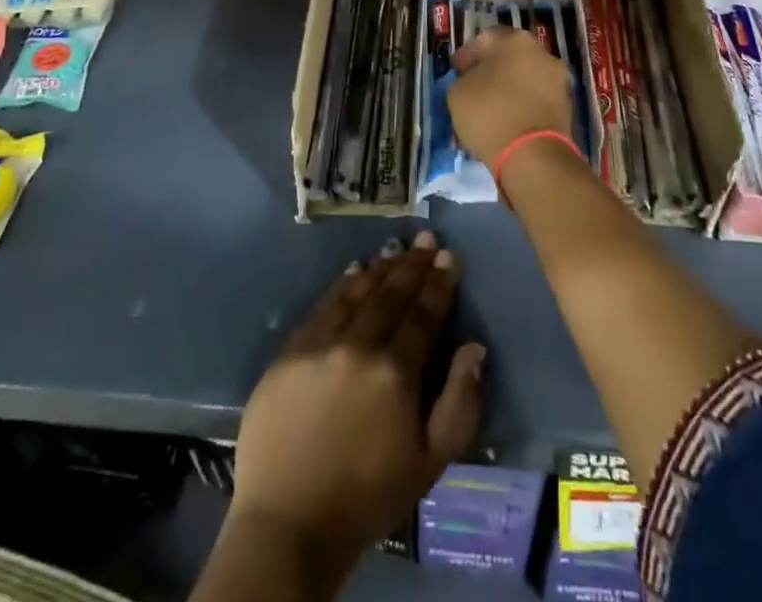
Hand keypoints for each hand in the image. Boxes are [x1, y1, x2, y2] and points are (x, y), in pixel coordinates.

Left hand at [229, 233, 484, 581]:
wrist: (288, 522)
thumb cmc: (368, 496)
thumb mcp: (430, 462)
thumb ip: (459, 403)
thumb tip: (473, 348)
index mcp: (396, 373)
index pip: (423, 315)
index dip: (439, 284)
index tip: (450, 258)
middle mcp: (359, 347)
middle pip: (391, 295)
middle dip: (413, 265)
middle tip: (427, 239)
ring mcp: (320, 345)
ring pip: (357, 293)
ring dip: (380, 269)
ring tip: (395, 249)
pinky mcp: (289, 351)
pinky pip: (322, 307)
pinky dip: (342, 286)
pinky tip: (354, 272)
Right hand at [449, 26, 574, 168]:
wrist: (533, 155)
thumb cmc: (490, 113)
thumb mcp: (458, 92)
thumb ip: (465, 79)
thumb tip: (474, 81)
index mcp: (515, 40)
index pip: (485, 38)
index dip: (468, 54)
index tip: (456, 70)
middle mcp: (541, 52)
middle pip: (510, 56)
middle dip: (492, 69)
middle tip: (474, 85)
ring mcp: (558, 79)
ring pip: (526, 77)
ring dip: (510, 87)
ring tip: (491, 107)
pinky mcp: (566, 106)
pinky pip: (537, 98)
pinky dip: (523, 104)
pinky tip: (508, 120)